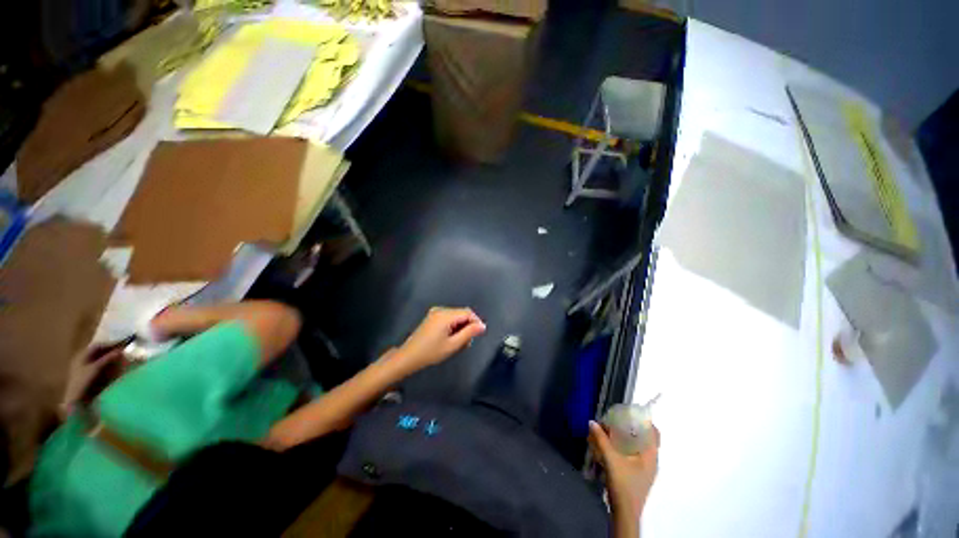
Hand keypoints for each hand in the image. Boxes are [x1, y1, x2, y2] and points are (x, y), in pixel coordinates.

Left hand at [60, 344, 125, 417]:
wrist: (76, 398)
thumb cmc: (83, 381)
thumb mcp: (95, 368)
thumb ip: (107, 359)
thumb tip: (121, 350)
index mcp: (81, 355)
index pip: (97, 346)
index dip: (109, 344)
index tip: (121, 345)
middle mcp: (82, 359)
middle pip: (97, 352)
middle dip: (109, 351)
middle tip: (121, 351)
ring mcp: (83, 367)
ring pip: (98, 359)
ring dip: (108, 358)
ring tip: (119, 359)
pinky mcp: (87, 375)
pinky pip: (98, 365)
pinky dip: (105, 364)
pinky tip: (111, 367)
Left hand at [395, 307, 485, 370]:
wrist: (409, 356)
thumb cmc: (431, 352)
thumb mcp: (453, 345)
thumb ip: (469, 333)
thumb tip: (482, 326)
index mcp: (445, 315)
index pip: (468, 313)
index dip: (476, 322)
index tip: (480, 334)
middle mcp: (441, 310)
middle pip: (462, 313)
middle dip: (468, 325)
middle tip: (468, 342)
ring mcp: (435, 312)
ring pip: (456, 316)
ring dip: (461, 327)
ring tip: (460, 343)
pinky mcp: (432, 317)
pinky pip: (449, 318)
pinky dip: (454, 326)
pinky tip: (452, 338)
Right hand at [589, 420, 658, 515]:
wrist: (624, 513)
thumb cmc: (623, 485)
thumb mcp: (610, 459)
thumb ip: (601, 440)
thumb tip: (592, 422)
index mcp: (650, 456)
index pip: (654, 432)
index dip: (644, 420)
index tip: (630, 412)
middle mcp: (651, 461)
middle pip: (646, 438)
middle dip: (632, 427)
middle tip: (616, 420)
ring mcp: (646, 469)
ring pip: (640, 447)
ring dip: (627, 437)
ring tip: (611, 431)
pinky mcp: (639, 474)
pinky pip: (635, 454)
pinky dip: (625, 446)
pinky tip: (612, 446)